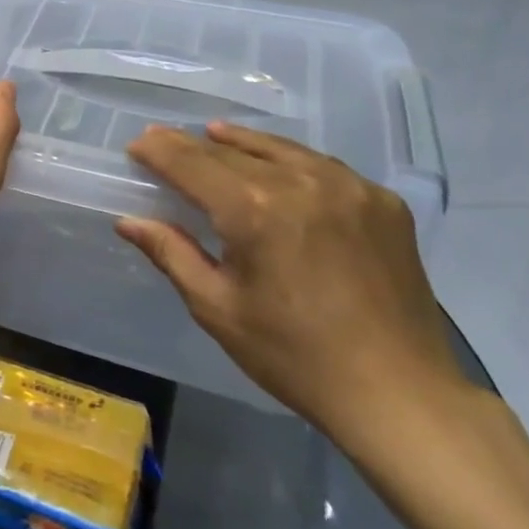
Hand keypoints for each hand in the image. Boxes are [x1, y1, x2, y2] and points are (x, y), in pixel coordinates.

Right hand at [117, 121, 465, 442]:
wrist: (400, 394)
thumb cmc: (294, 356)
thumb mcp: (217, 308)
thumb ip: (171, 253)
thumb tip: (128, 221)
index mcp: (253, 209)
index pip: (191, 163)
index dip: (159, 151)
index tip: (137, 144)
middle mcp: (299, 182)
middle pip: (231, 152)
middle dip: (192, 145)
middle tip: (164, 139)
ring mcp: (348, 187)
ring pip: (279, 149)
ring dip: (240, 142)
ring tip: (214, 133)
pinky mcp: (382, 201)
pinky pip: (322, 166)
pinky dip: (289, 160)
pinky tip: (278, 166)